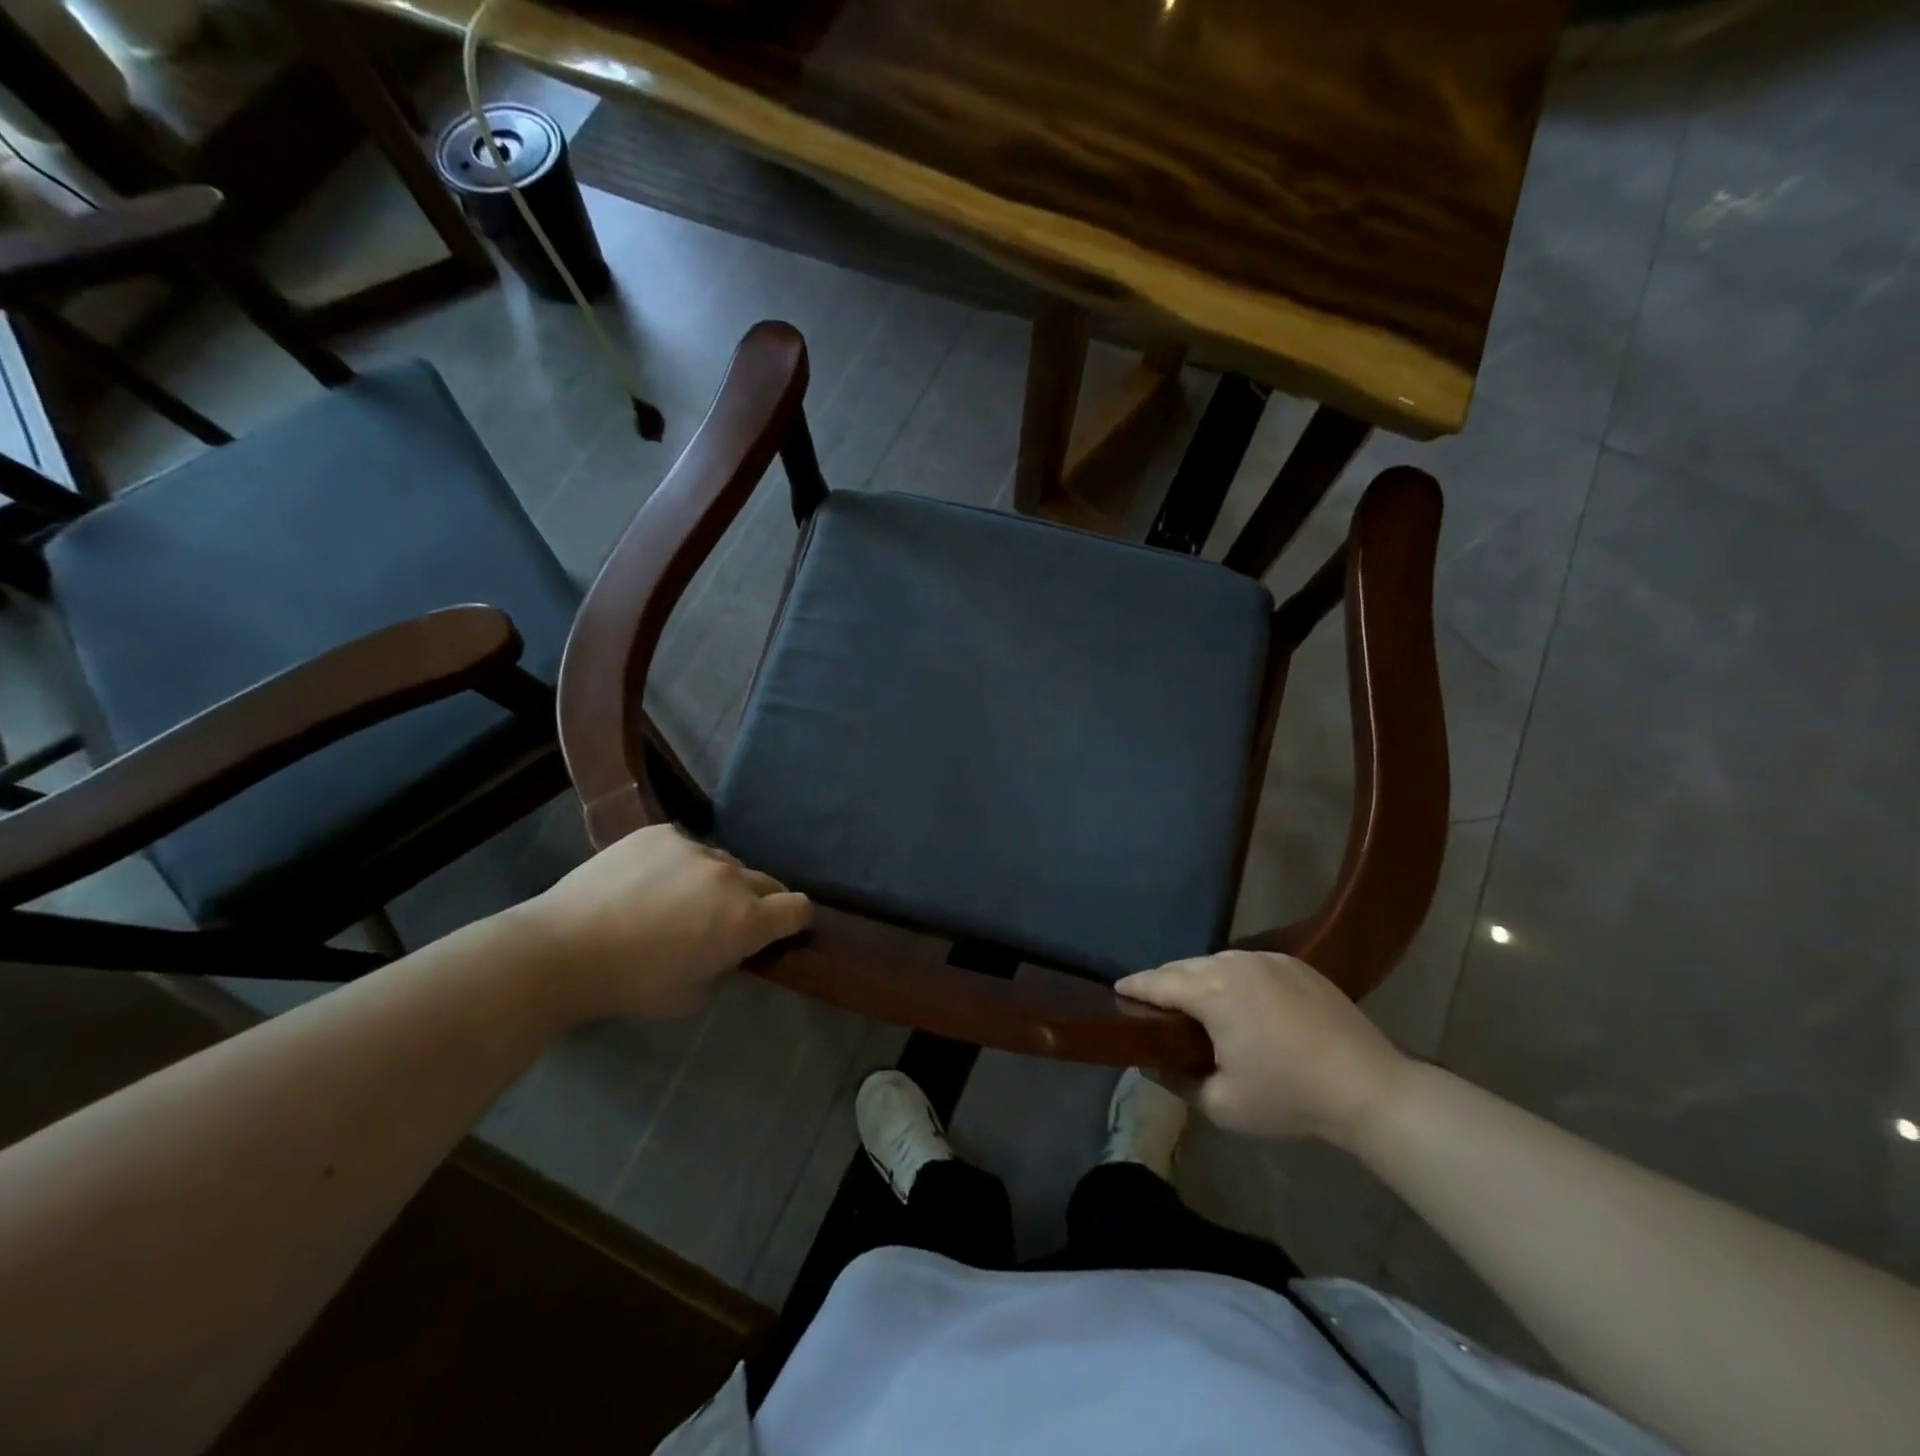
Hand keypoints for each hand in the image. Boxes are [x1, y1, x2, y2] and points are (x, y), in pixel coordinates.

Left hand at [509, 825, 811, 1021]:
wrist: (562, 949)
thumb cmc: (631, 985)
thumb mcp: (693, 995)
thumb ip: (726, 964)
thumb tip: (731, 946)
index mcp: (745, 920)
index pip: (799, 908)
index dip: (793, 920)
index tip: (777, 931)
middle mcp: (731, 877)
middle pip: (767, 882)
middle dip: (756, 902)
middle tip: (720, 922)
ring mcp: (696, 848)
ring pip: (724, 863)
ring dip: (715, 882)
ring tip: (675, 900)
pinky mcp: (662, 833)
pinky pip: (687, 847)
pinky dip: (678, 864)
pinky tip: (646, 882)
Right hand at [1117, 951, 1410, 1147]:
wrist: (1369, 1088)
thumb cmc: (1289, 1096)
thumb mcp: (1222, 1104)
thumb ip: (1178, 1080)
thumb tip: (1152, 1064)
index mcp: (1212, 992)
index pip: (1157, 982)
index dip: (1133, 987)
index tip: (1116, 991)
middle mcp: (1235, 962)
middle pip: (1185, 966)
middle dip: (1165, 982)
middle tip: (1153, 1004)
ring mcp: (1268, 959)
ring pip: (1217, 962)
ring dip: (1200, 979)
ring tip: (1196, 1004)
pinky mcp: (1296, 964)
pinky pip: (1248, 964)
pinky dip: (1233, 978)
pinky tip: (1241, 1003)